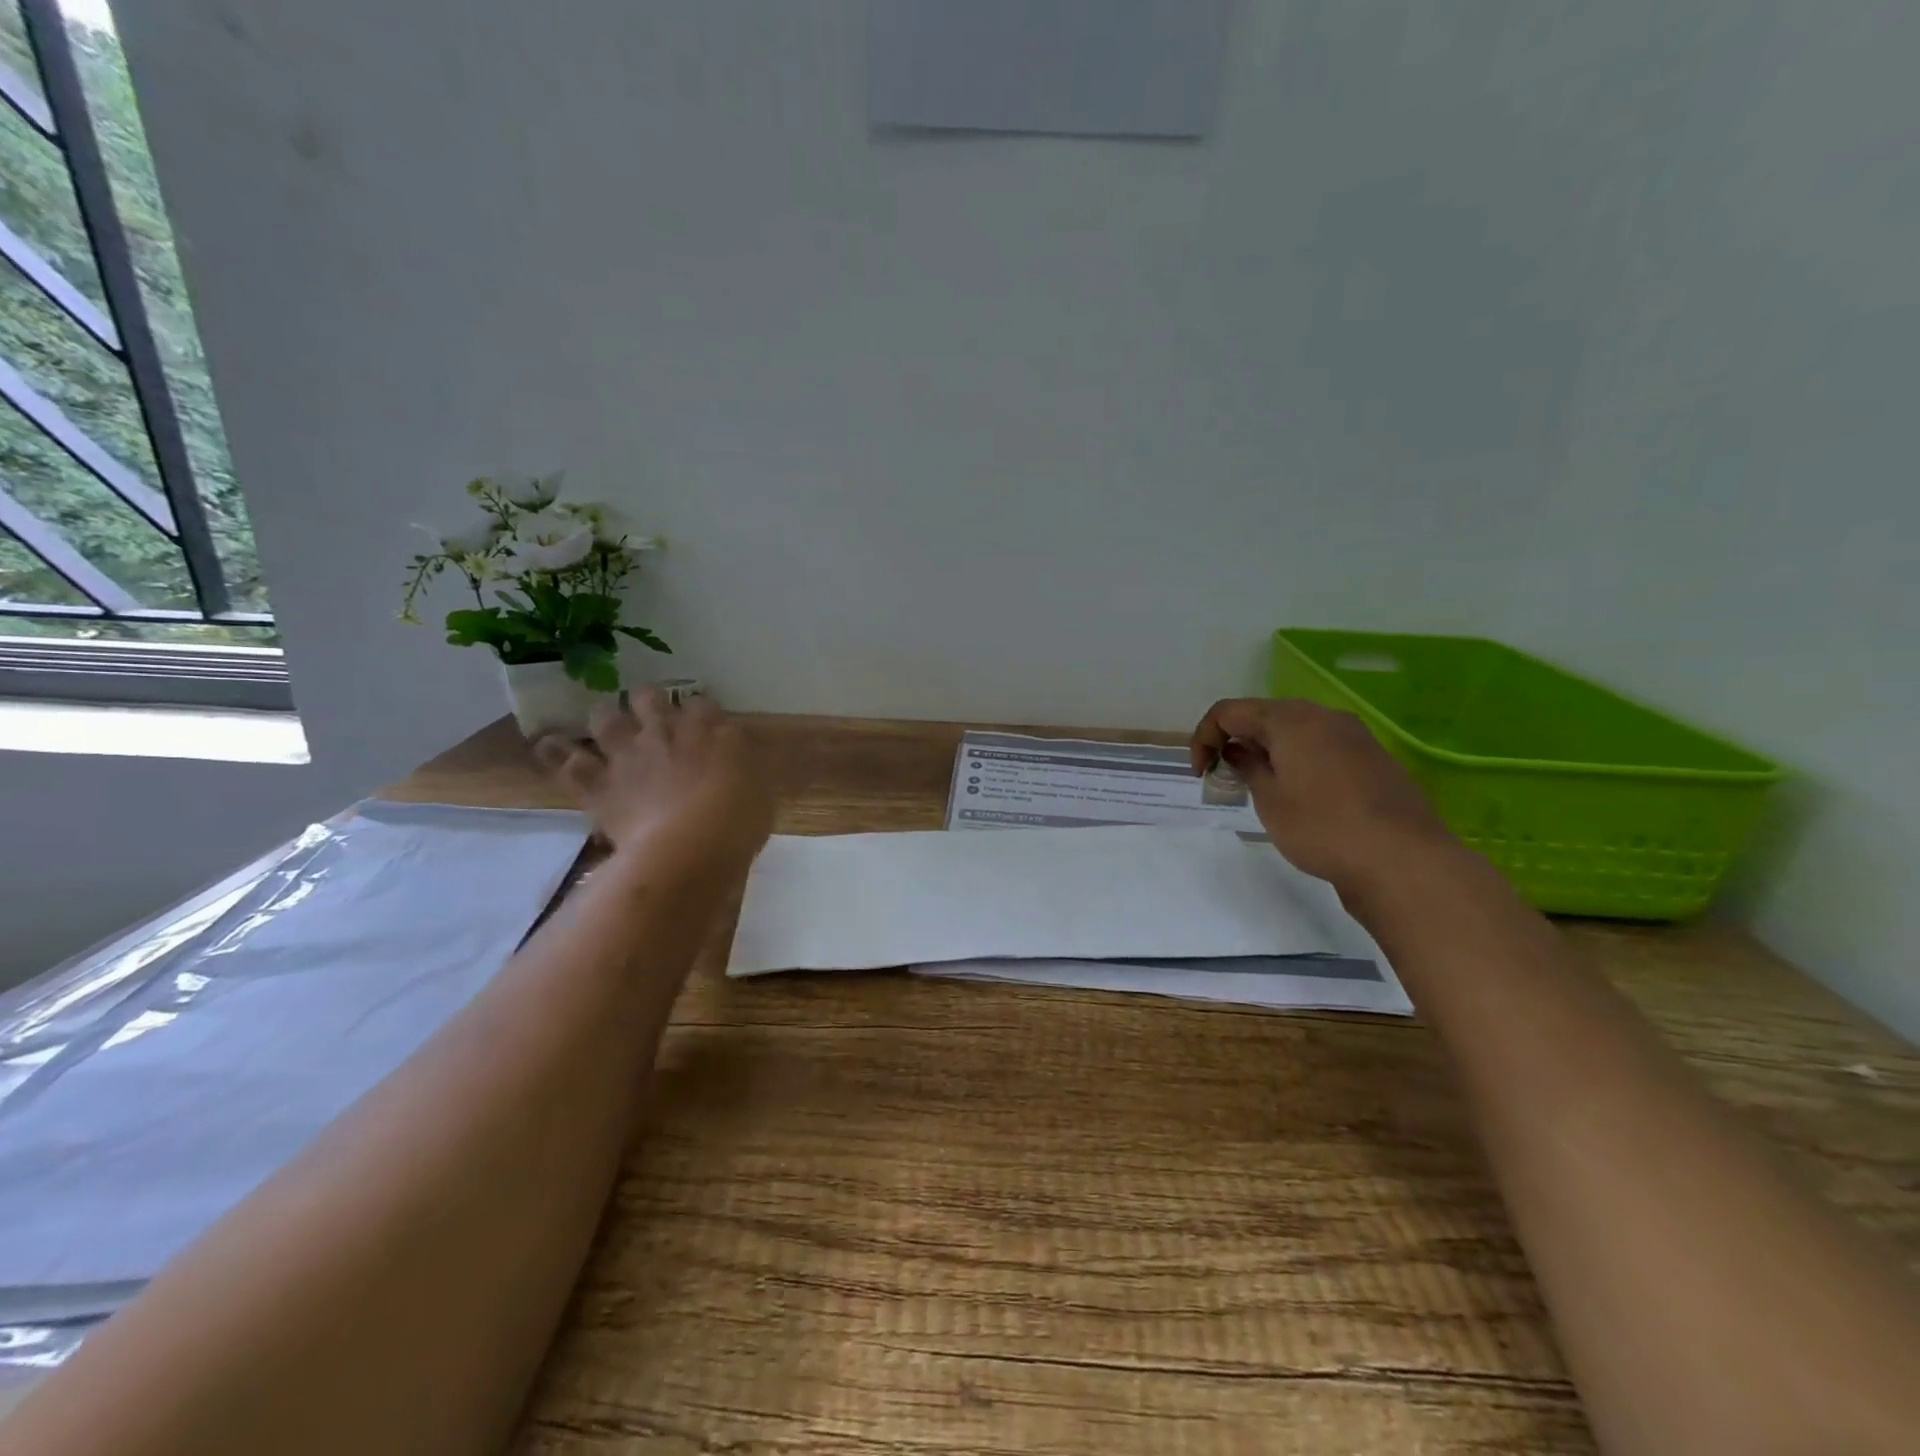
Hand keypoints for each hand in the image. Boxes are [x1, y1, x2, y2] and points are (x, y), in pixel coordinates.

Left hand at [535, 689, 772, 872]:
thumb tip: (734, 766)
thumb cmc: (738, 825)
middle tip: (651, 715)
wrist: (690, 850)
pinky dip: (555, 751)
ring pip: (606, 717)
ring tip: (606, 724)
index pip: (703, 704)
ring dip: (605, 717)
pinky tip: (549, 746)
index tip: (702, 725)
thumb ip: (743, 773)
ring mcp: (628, 753)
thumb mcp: (759, 795)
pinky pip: (564, 759)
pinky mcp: (597, 782)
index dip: (700, 712)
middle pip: (650, 697)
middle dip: (649, 701)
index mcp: (712, 732)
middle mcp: (667, 731)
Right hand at [1189, 698, 1457, 891]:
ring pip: (1296, 731)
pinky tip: (1302, 796)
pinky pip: (1322, 747)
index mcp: (1291, 719)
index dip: (1204, 738)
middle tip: (1227, 779)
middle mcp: (1323, 716)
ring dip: (1269, 751)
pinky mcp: (1373, 758)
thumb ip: (1248, 766)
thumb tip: (1239, 750)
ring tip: (1262, 789)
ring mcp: (1354, 736)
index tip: (1202, 774)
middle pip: (1264, 715)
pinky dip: (1299, 761)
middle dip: (1237, 741)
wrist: (1403, 861)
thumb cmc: (1322, 828)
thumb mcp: (1269, 799)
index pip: (1229, 712)